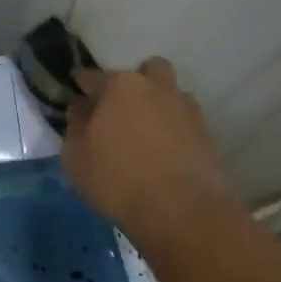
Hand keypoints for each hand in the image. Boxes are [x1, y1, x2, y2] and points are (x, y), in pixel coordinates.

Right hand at [62, 56, 235, 245]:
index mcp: (120, 86)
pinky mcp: (205, 131)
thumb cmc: (117, 179)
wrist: (180, 209)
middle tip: (119, 111)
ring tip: (145, 132)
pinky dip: (173, 127)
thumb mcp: (76, 157)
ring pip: (169, 92)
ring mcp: (185, 107)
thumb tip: (81, 107)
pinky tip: (164, 150)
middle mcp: (156, 87)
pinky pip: (183, 119)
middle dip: (131, 84)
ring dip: (156, 103)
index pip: (93, 76)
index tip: (75, 90)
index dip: (80, 83)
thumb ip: (75, 125)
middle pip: (144, 72)